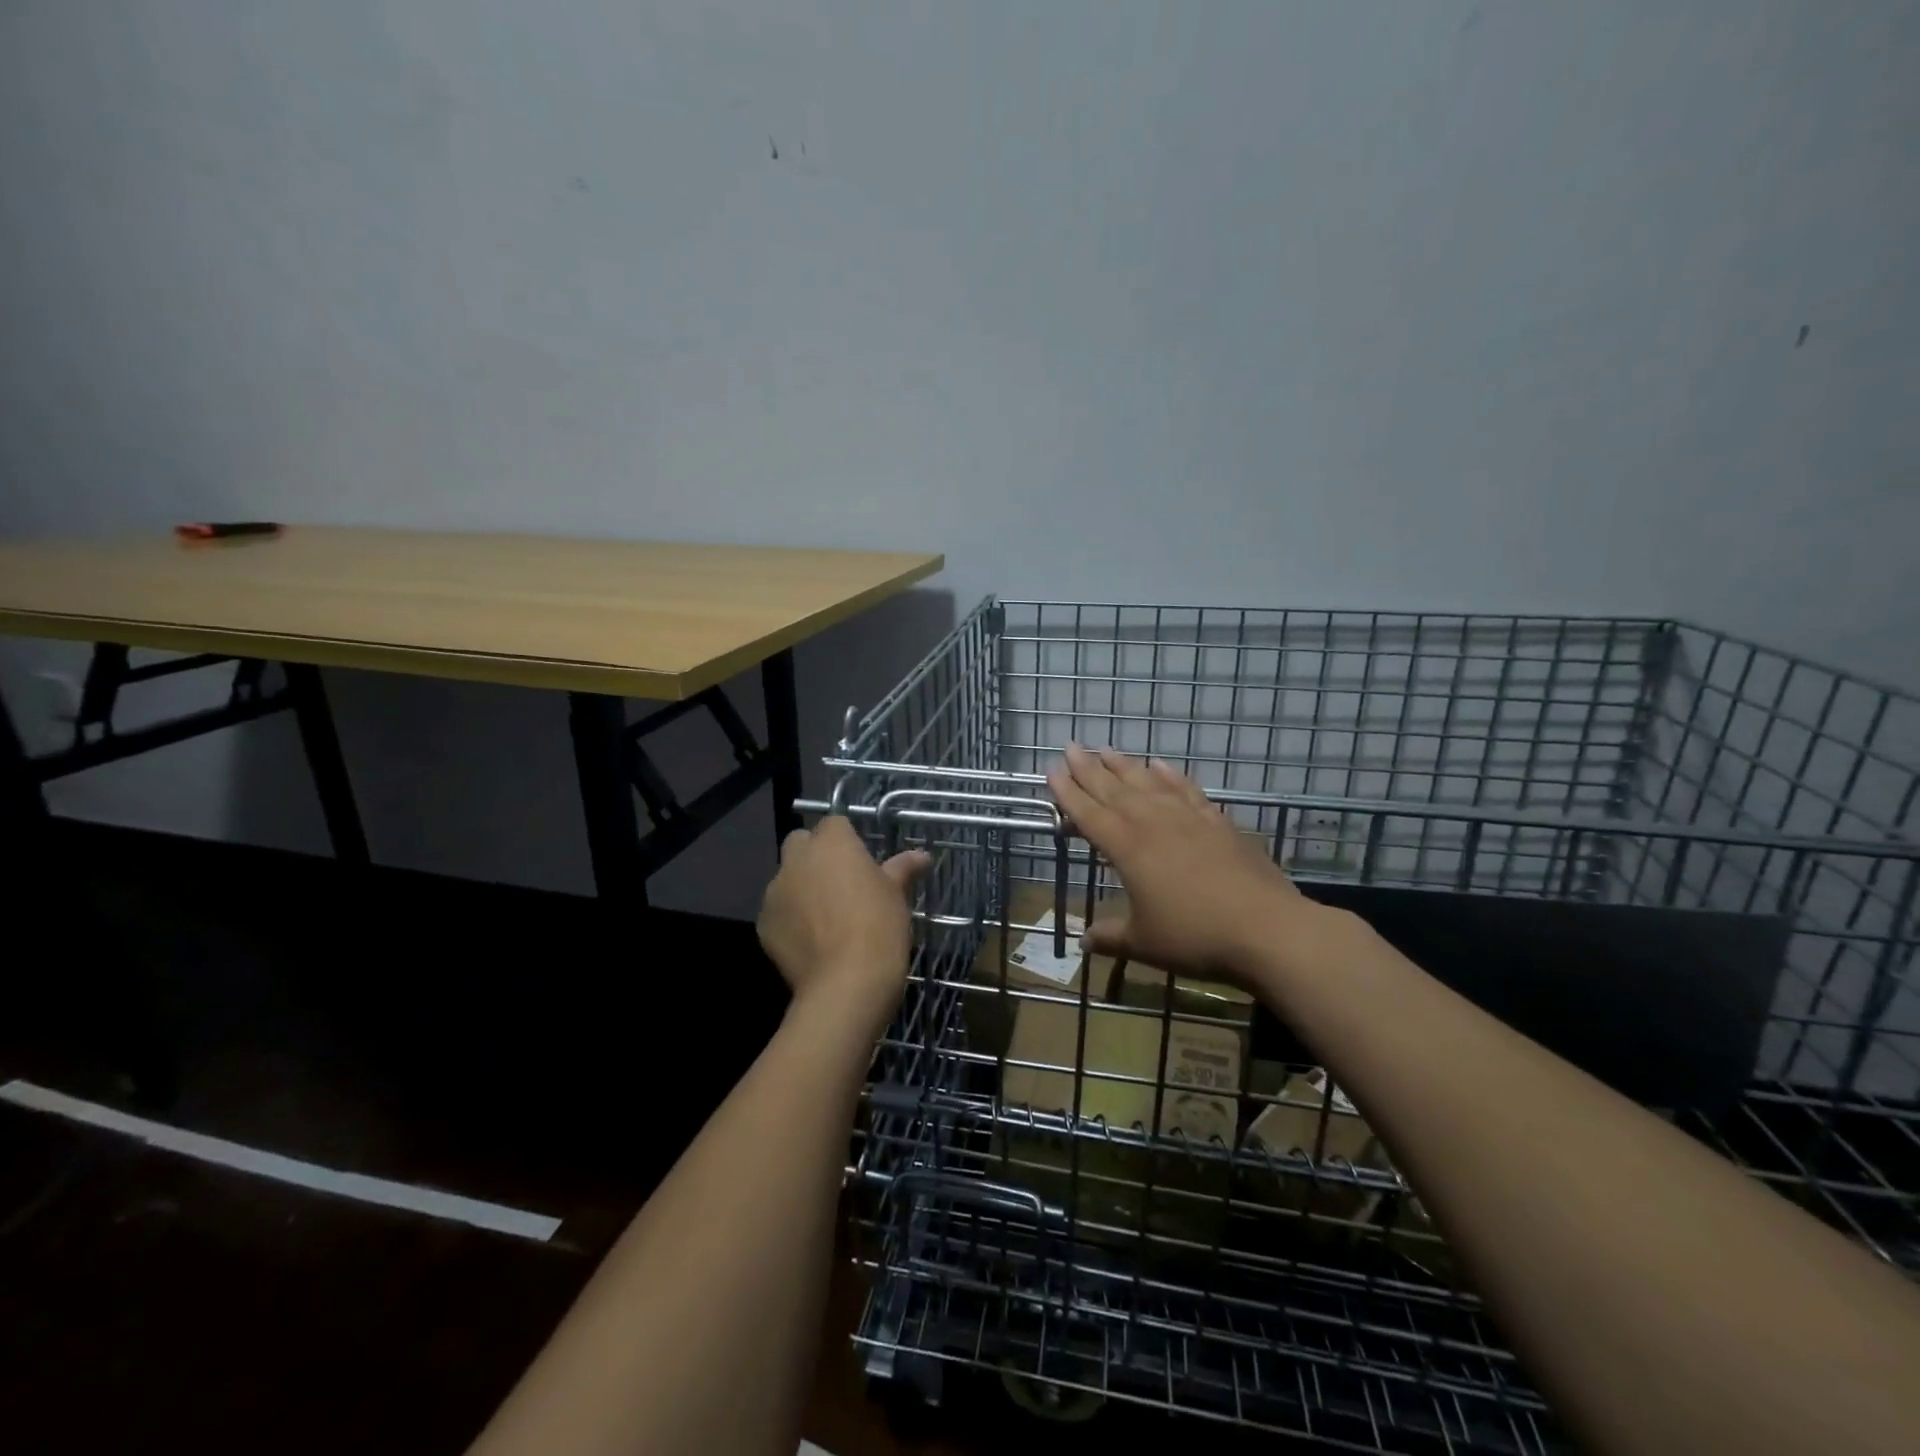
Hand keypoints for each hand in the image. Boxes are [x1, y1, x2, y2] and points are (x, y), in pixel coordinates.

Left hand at [758, 816, 930, 1034]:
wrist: (846, 983)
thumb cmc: (879, 927)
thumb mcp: (896, 895)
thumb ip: (902, 869)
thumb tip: (921, 856)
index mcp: (832, 843)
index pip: (834, 823)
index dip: (847, 840)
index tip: (861, 861)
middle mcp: (797, 859)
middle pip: (801, 843)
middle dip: (815, 855)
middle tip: (841, 882)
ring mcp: (775, 891)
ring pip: (786, 878)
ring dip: (801, 887)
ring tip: (826, 916)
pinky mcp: (764, 923)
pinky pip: (778, 911)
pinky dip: (790, 918)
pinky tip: (811, 940)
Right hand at [1047, 743, 1318, 981]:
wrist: (1266, 928)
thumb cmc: (1195, 936)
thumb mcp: (1144, 943)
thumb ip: (1111, 937)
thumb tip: (1084, 942)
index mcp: (1127, 848)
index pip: (1089, 813)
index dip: (1067, 792)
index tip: (1051, 769)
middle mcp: (1153, 823)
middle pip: (1113, 789)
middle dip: (1088, 768)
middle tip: (1070, 746)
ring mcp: (1187, 818)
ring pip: (1147, 782)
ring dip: (1124, 765)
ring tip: (1106, 748)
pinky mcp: (1217, 822)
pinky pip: (1186, 789)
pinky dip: (1170, 775)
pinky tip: (1161, 766)